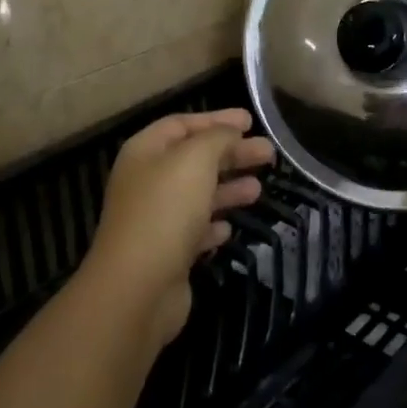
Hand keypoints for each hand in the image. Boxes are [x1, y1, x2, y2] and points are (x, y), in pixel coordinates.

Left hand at [81, 109, 275, 349]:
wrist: (138, 287)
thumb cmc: (166, 211)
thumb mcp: (195, 160)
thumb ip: (217, 138)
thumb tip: (232, 133)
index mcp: (145, 152)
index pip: (182, 124)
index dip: (217, 119)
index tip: (251, 121)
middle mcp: (146, 182)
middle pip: (194, 159)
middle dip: (231, 154)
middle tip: (268, 154)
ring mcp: (154, 219)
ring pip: (197, 195)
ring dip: (228, 188)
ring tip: (259, 189)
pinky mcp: (166, 253)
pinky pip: (193, 230)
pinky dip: (213, 224)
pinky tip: (230, 227)